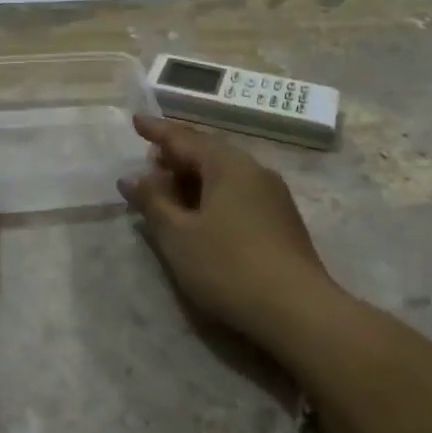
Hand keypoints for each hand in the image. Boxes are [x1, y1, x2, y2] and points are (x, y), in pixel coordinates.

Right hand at [119, 114, 342, 354]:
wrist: (298, 311)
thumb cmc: (228, 266)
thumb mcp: (178, 235)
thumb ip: (153, 201)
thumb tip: (133, 177)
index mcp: (227, 164)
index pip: (184, 138)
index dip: (157, 131)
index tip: (136, 121)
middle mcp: (253, 170)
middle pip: (207, 153)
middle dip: (175, 156)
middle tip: (148, 162)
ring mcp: (273, 195)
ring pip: (224, 174)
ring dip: (193, 178)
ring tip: (169, 190)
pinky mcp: (282, 220)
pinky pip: (238, 193)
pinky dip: (212, 195)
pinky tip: (202, 215)